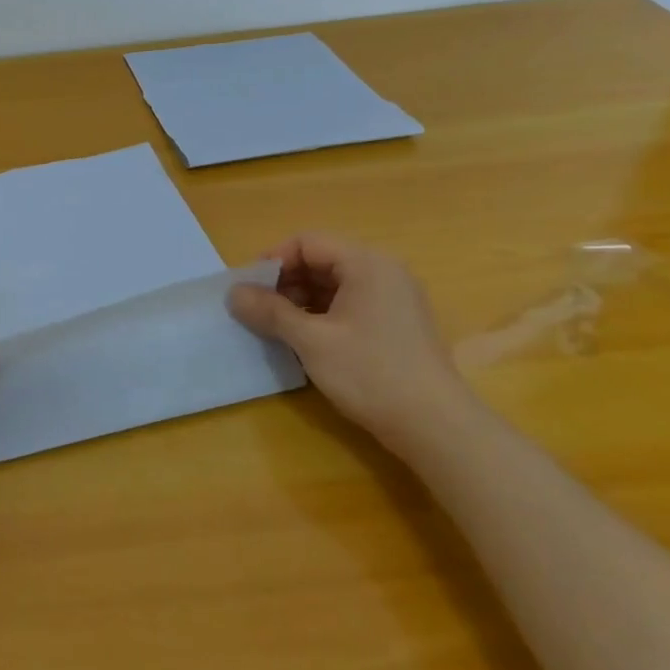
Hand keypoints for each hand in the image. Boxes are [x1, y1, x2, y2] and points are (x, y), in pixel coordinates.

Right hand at [228, 232, 474, 456]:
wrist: (436, 427)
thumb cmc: (370, 374)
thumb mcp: (311, 341)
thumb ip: (270, 311)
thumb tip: (233, 293)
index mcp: (367, 264)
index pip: (307, 242)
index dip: (273, 261)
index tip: (248, 289)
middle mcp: (383, 272)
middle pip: (321, 260)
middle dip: (284, 281)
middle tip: (257, 310)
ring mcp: (394, 299)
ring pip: (333, 284)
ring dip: (300, 300)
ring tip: (276, 327)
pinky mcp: (396, 324)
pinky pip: (349, 304)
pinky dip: (321, 314)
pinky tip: (304, 340)